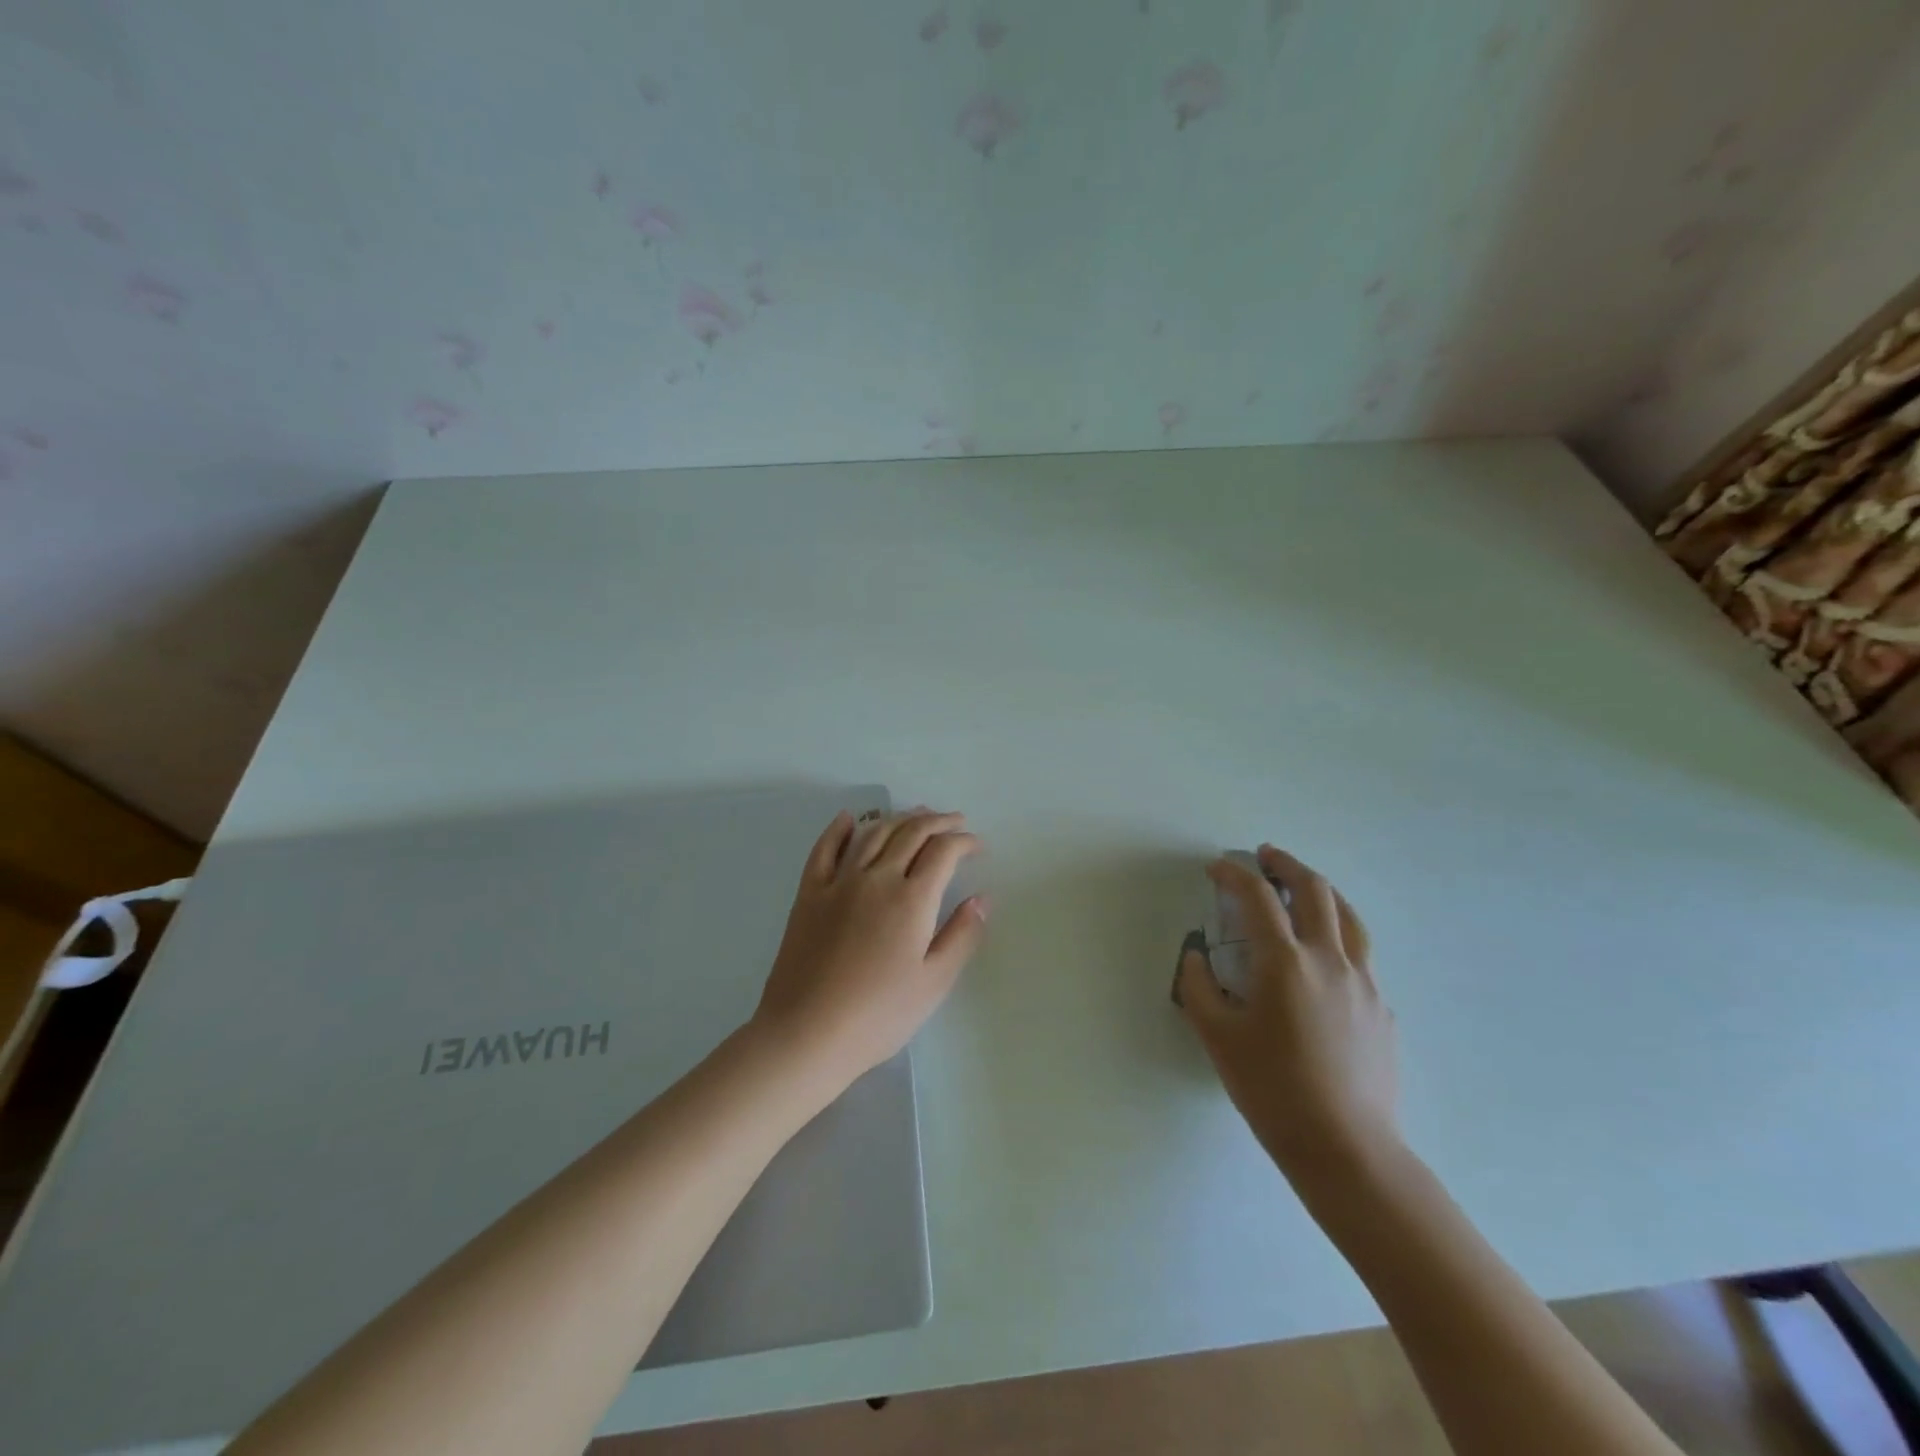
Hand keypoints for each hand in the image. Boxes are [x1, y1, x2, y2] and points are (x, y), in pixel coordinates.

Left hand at [753, 808, 987, 1091]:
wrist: (806, 1033)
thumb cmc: (878, 1015)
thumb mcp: (934, 983)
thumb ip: (962, 935)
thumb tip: (982, 898)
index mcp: (911, 899)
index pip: (943, 851)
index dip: (964, 841)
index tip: (977, 846)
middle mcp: (876, 877)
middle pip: (911, 832)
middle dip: (938, 821)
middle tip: (955, 821)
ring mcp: (838, 882)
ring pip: (873, 833)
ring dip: (898, 817)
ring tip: (916, 814)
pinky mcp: (809, 894)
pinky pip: (824, 849)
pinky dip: (839, 828)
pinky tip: (849, 818)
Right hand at [1178, 845, 1401, 1184]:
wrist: (1347, 1149)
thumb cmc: (1273, 1090)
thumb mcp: (1218, 1038)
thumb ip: (1199, 988)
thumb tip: (1197, 957)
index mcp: (1286, 962)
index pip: (1258, 898)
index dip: (1234, 874)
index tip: (1217, 868)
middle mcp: (1330, 960)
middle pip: (1315, 890)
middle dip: (1287, 865)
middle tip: (1266, 856)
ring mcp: (1364, 983)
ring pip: (1349, 916)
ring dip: (1322, 891)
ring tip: (1304, 887)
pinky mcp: (1382, 1008)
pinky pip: (1361, 954)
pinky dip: (1339, 933)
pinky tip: (1325, 956)